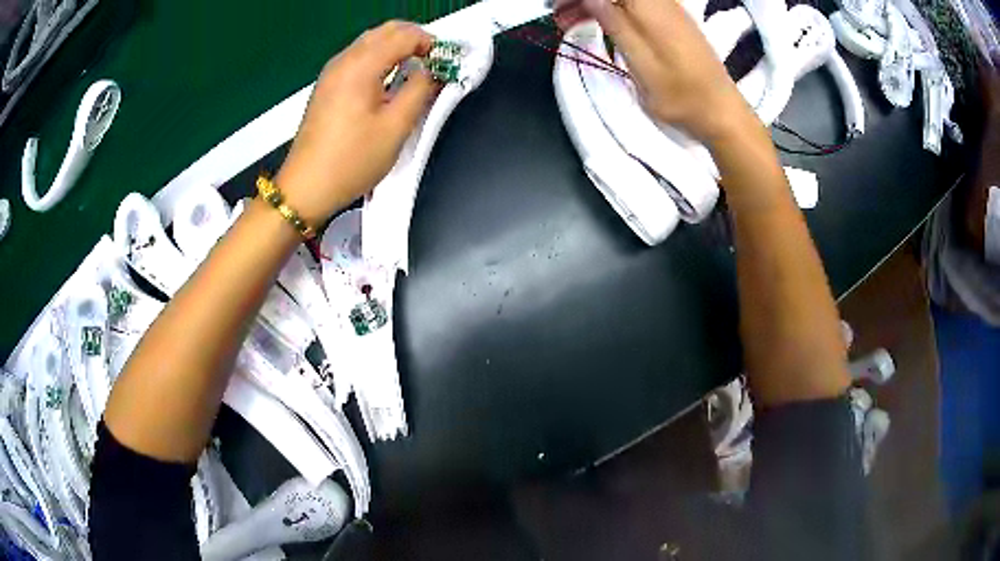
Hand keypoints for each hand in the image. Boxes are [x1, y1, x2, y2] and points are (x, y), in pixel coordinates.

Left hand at [277, 21, 440, 224]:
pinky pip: (358, 57)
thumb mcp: (396, 127)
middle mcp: (343, 60)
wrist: (306, 187)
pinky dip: (379, 58)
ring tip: (415, 71)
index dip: (430, 43)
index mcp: (361, 66)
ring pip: (371, 41)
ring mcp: (331, 72)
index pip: (403, 35)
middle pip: (385, 31)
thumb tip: (433, 71)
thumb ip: (420, 90)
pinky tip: (389, 80)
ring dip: (397, 47)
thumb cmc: (352, 161)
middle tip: (434, 63)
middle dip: (414, 39)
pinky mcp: (327, 85)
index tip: (446, 62)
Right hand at [556, 0, 753, 142]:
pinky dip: (612, 9)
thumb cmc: (680, 94)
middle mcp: (661, 1)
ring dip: (594, 4)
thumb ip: (615, 23)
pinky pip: (635, 4)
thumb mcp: (641, 63)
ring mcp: (668, 9)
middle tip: (558, 17)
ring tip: (569, 23)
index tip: (557, 7)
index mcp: (650, 7)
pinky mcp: (672, 21)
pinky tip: (599, 24)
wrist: (722, 112)